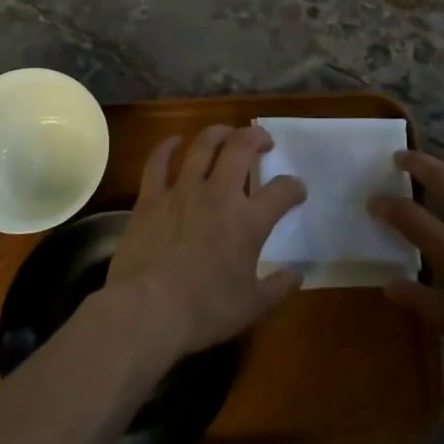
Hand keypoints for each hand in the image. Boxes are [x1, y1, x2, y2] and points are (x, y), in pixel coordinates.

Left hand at [105, 125, 306, 362]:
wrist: (147, 310)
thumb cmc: (204, 311)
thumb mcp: (252, 307)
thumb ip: (278, 288)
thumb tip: (297, 274)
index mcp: (248, 221)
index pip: (282, 191)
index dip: (294, 187)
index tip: (296, 191)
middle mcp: (218, 194)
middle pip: (241, 147)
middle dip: (256, 137)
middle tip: (263, 141)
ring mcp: (182, 190)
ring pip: (203, 145)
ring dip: (218, 132)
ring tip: (227, 133)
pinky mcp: (151, 197)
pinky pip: (158, 161)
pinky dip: (167, 146)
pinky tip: (174, 141)